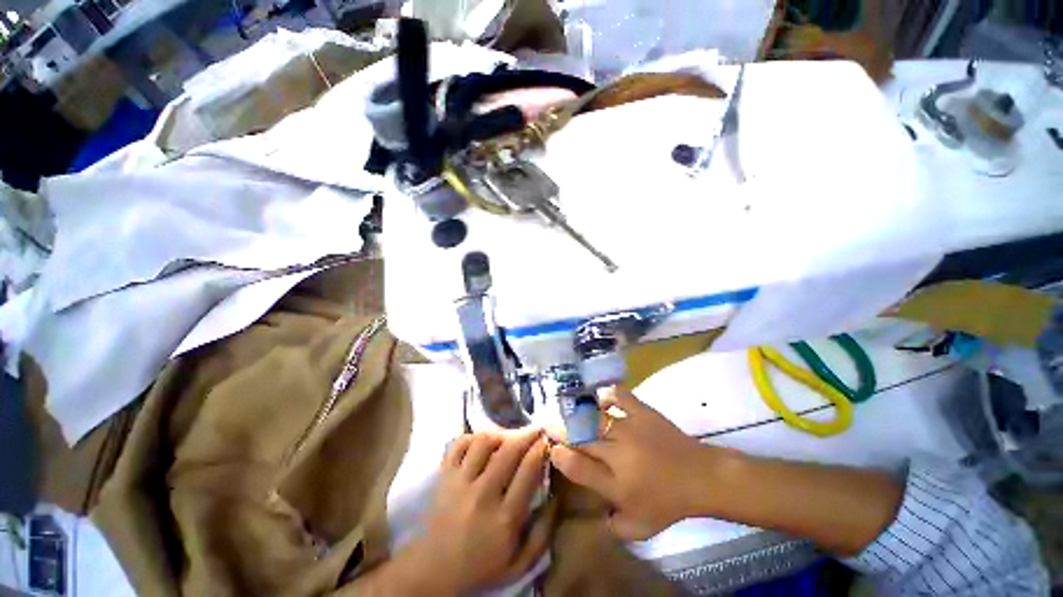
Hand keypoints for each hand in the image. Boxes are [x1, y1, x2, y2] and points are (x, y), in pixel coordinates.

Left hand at [401, 429, 554, 593]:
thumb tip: (556, 496)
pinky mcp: (444, 476)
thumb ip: (542, 533)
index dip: (540, 450)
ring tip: (508, 438)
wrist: (435, 571)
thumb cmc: (482, 567)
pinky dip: (472, 437)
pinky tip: (482, 442)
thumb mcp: (520, 563)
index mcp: (504, 518)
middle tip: (535, 430)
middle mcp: (482, 495)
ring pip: (483, 442)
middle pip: (508, 451)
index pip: (527, 472)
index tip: (547, 441)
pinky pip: (458, 444)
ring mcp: (459, 482)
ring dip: (500, 434)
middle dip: (526, 435)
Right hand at [549, 390, 740, 540]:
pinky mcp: (642, 412)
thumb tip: (593, 514)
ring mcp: (629, 428)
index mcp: (614, 482)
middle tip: (551, 425)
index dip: (560, 456)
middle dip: (561, 431)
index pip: (577, 467)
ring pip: (594, 418)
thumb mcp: (640, 526)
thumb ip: (613, 525)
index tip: (552, 449)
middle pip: (580, 437)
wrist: (701, 478)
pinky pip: (619, 397)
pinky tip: (601, 400)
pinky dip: (608, 396)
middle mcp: (617, 452)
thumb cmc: (668, 503)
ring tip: (567, 410)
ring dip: (577, 414)